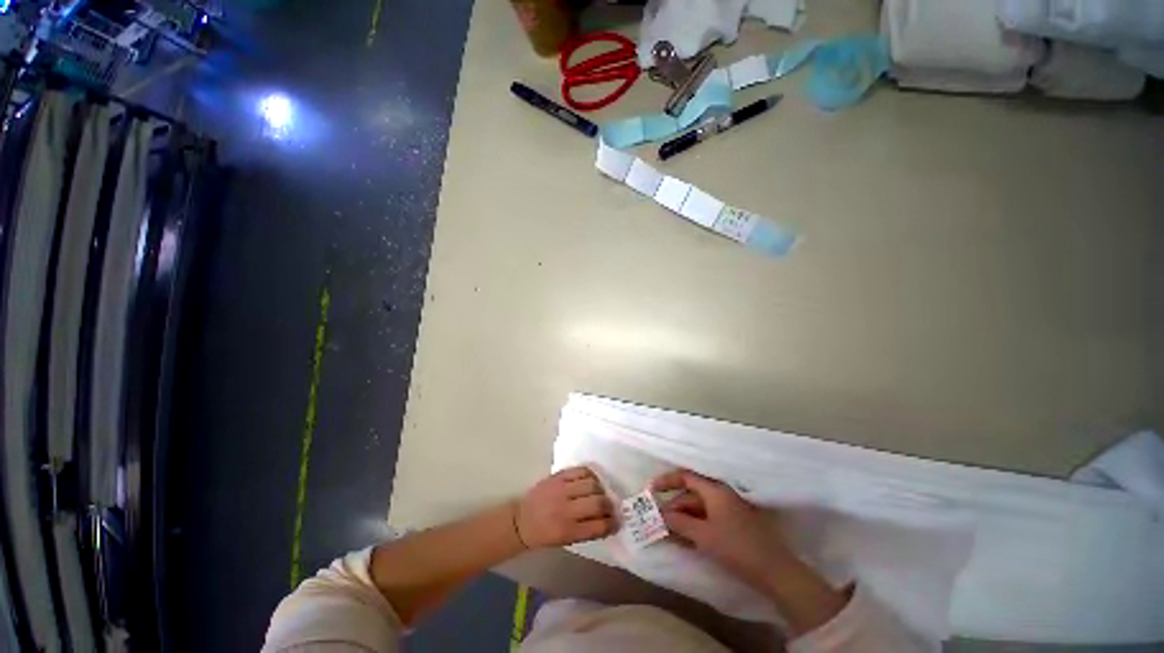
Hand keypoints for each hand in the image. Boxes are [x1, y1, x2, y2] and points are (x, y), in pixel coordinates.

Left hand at [515, 467, 615, 547]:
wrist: (521, 520)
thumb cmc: (545, 535)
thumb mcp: (565, 540)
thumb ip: (586, 531)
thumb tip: (608, 521)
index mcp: (567, 530)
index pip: (598, 526)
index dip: (613, 523)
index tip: (618, 521)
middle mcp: (565, 509)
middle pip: (598, 503)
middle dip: (610, 505)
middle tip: (612, 506)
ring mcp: (561, 489)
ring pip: (592, 484)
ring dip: (601, 489)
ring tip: (601, 493)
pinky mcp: (558, 476)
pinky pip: (581, 470)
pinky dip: (591, 475)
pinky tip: (592, 480)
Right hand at [653, 470, 851, 633]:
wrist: (775, 571)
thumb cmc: (736, 547)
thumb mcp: (703, 535)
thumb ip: (679, 522)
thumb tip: (659, 513)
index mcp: (715, 490)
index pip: (685, 476)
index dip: (667, 481)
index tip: (651, 490)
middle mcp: (721, 494)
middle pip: (691, 494)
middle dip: (673, 506)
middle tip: (658, 521)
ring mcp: (729, 508)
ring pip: (699, 507)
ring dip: (683, 518)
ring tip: (669, 533)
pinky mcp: (734, 522)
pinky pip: (708, 518)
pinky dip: (695, 525)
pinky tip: (686, 538)